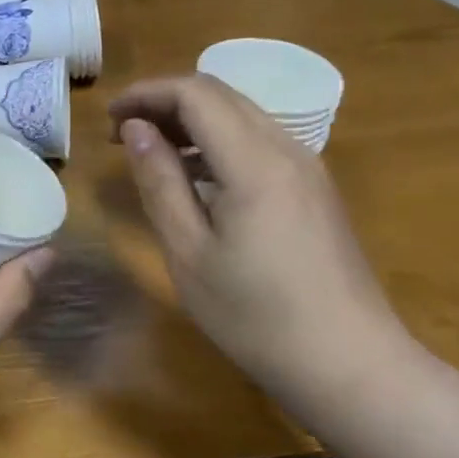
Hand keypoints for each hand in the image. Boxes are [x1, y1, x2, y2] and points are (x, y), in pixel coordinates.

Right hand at [109, 75, 414, 393]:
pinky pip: (259, 142)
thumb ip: (160, 182)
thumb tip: (135, 130)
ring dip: (192, 120)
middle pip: (220, 95)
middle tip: (122, 134)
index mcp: (253, 162)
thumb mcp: (189, 252)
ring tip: (150, 152)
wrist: (349, 364)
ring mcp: (307, 168)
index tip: (109, 119)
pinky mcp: (314, 189)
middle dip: (165, 102)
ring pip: (242, 115)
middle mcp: (286, 149)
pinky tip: (196, 177)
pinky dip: (218, 142)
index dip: (147, 93)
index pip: (195, 93)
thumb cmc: (255, 316)